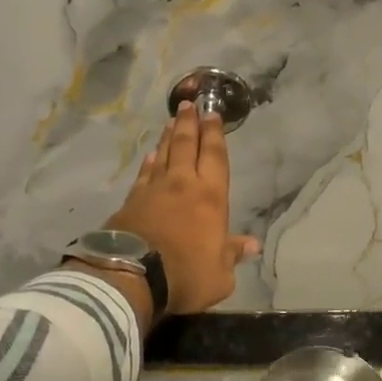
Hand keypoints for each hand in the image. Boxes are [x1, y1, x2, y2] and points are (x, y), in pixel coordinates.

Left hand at [106, 100, 260, 315]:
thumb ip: (232, 255)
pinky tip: (149, 157)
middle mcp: (182, 185)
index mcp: (210, 197)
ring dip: (168, 137)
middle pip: (185, 146)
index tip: (212, 114)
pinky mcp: (130, 201)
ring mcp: (153, 190)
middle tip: (189, 104)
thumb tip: (251, 244)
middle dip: (189, 124)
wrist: (131, 276)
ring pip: (163, 155)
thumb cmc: (185, 275)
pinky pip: (143, 174)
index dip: (214, 135)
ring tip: (170, 122)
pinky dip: (148, 163)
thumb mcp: (220, 275)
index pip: (214, 157)